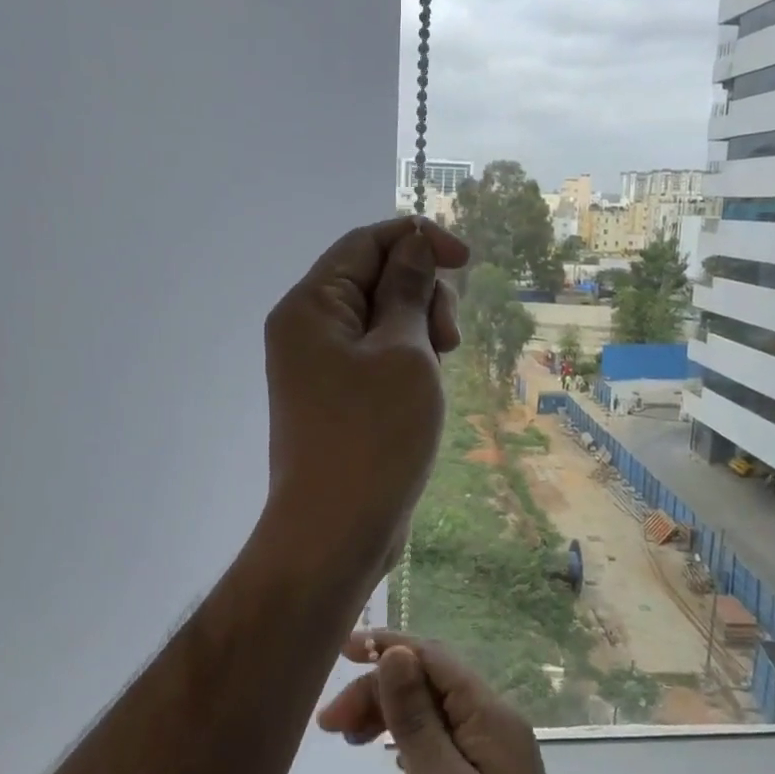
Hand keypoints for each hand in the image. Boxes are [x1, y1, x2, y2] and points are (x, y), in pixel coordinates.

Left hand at [262, 218, 466, 577]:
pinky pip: (375, 356)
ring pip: (380, 319)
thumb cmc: (373, 436)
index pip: (366, 243)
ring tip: (441, 366)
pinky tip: (427, 384)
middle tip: (449, 339)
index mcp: (311, 305)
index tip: (467, 261)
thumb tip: (414, 245)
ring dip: (419, 328)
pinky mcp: (336, 398)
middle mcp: (307, 328)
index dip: (419, 240)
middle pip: (373, 278)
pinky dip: (406, 358)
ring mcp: (319, 366)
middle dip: (422, 293)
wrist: (335, 533)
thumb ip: (408, 291)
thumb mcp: (403, 352)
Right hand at [317, 631, 596, 773]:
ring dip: (391, 715)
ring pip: (434, 713)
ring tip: (347, 737)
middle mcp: (496, 725)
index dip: (389, 646)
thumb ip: (416, 716)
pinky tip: (386, 757)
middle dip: (381, 690)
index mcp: (491, 716)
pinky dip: (408, 741)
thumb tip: (396, 652)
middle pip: (431, 684)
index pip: (434, 658)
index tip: (342, 651)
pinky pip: (441, 742)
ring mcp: (494, 757)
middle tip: (330, 723)